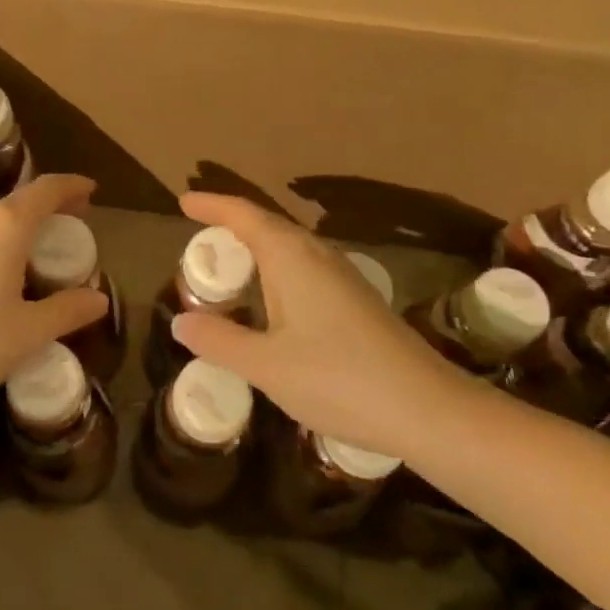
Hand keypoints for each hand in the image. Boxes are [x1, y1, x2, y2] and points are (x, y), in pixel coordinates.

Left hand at [0, 174, 107, 414]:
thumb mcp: (26, 333)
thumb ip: (66, 310)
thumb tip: (99, 298)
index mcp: (5, 224)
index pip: (47, 189)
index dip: (73, 186)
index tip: (92, 191)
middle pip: (21, 201)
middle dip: (51, 210)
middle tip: (74, 230)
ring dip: (24, 229)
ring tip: (43, 257)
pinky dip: (1, 243)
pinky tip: (5, 277)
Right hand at [171, 192, 468, 462]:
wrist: (428, 408)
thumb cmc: (339, 379)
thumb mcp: (267, 366)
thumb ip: (220, 340)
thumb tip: (181, 321)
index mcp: (291, 257)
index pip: (244, 215)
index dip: (212, 205)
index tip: (183, 201)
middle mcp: (317, 255)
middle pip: (267, 224)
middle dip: (231, 221)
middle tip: (199, 230)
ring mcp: (341, 276)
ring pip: (288, 245)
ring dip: (255, 245)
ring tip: (228, 260)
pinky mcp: (356, 299)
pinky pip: (303, 265)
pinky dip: (275, 268)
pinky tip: (271, 299)